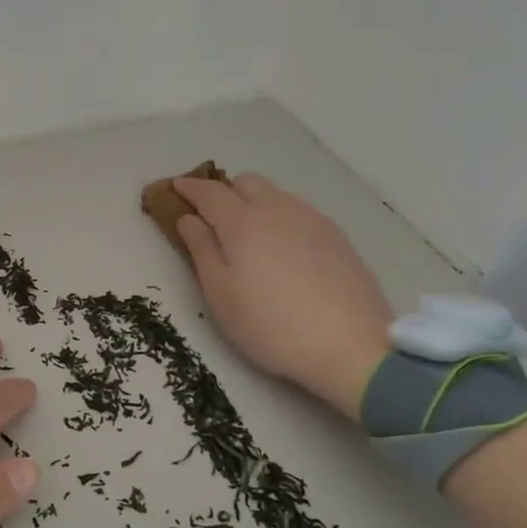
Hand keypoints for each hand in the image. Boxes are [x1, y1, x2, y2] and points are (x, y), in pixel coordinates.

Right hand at [173, 173, 393, 418]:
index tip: (174, 188)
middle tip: (210, 219)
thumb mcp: (220, 293)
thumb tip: (188, 218)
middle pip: (245, 182)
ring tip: (247, 238)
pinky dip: (279, 218)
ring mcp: (312, 220)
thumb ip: (201, 249)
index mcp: (243, 221)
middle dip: (223, 191)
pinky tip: (281, 251)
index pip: (209, 191)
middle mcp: (278, 209)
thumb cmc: (270, 324)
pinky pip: (298, 212)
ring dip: (253, 203)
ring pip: (275, 195)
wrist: (352, 346)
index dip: (188, 187)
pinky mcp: (336, 236)